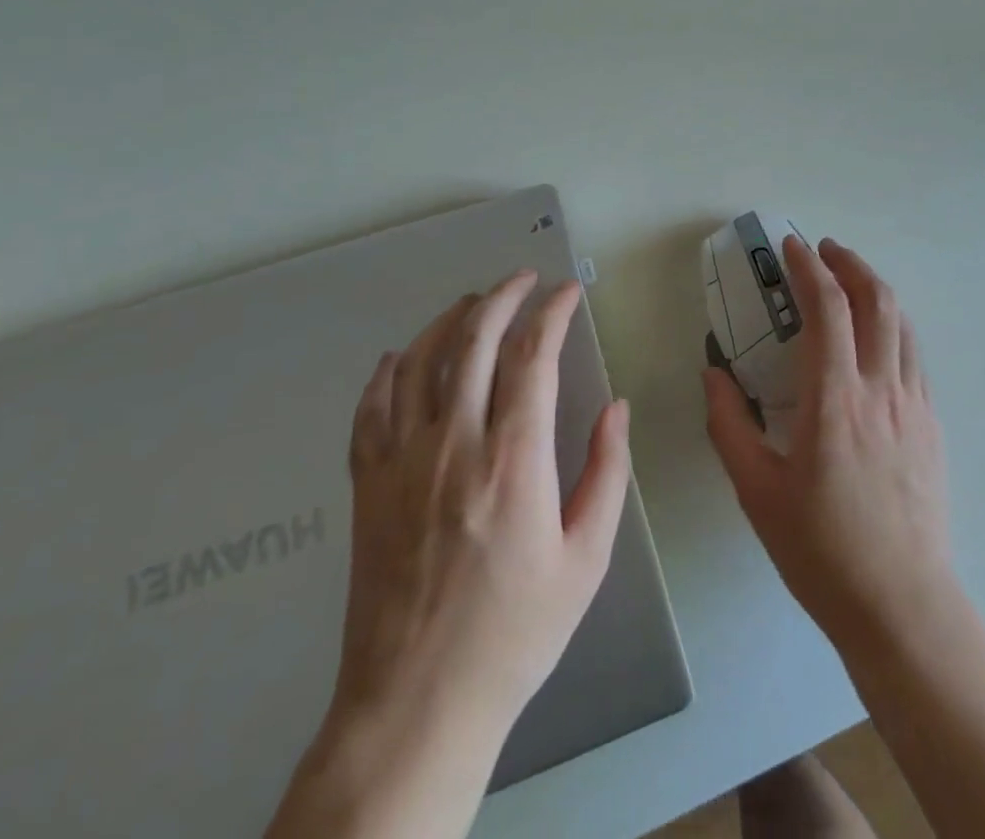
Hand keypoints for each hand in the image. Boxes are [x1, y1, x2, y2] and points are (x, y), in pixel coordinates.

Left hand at [276, 271, 629, 838]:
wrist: (416, 705)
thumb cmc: (515, 632)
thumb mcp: (587, 558)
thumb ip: (607, 473)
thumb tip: (616, 409)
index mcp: (515, 459)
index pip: (533, 356)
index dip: (552, 312)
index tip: (568, 292)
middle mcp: (455, 444)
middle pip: (475, 342)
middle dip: (503, 296)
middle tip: (524, 279)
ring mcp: (402, 462)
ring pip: (420, 362)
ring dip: (450, 320)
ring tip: (473, 302)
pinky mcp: (368, 486)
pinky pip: (371, 409)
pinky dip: (387, 372)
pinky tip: (399, 357)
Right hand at [703, 236, 953, 645]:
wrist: (902, 605)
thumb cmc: (821, 550)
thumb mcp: (757, 491)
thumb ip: (729, 425)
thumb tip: (713, 373)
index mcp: (834, 400)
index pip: (828, 309)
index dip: (809, 268)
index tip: (792, 247)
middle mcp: (880, 389)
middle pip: (876, 300)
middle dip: (849, 263)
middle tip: (823, 250)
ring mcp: (914, 405)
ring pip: (901, 323)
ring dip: (875, 289)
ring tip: (849, 280)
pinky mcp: (931, 424)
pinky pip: (913, 355)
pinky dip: (892, 326)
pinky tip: (875, 338)